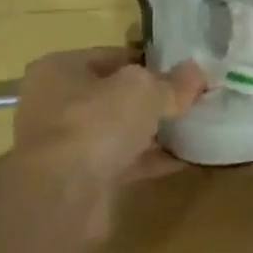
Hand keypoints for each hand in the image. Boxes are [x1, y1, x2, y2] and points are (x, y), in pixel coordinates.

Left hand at [14, 48, 206, 235]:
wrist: (63, 196)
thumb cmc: (96, 124)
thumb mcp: (144, 91)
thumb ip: (172, 82)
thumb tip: (196, 71)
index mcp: (60, 69)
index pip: (112, 56)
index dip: (149, 62)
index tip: (183, 73)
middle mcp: (55, 103)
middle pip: (113, 95)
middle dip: (150, 99)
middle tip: (189, 101)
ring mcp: (65, 144)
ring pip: (117, 130)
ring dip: (150, 132)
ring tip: (190, 129)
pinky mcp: (79, 178)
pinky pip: (122, 162)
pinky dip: (149, 160)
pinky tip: (182, 159)